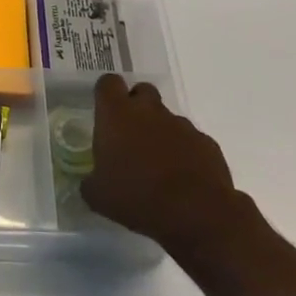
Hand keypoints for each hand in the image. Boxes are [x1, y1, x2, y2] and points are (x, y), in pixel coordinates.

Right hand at [81, 74, 243, 259]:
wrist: (196, 212)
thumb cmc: (137, 197)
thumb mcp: (98, 196)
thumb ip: (90, 182)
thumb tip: (90, 182)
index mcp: (117, 115)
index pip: (108, 83)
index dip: (106, 93)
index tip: (104, 110)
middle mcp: (149, 111)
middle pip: (141, 91)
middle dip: (136, 106)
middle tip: (130, 135)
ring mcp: (181, 124)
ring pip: (166, 117)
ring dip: (160, 133)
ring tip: (157, 165)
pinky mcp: (205, 142)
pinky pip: (190, 140)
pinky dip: (183, 152)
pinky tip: (181, 178)